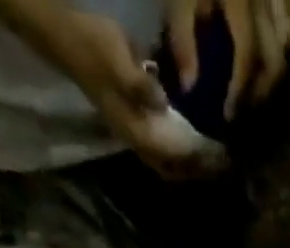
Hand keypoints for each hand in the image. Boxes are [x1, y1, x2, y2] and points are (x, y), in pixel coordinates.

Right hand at [32, 6, 227, 175]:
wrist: (63, 34)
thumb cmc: (92, 43)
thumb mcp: (117, 57)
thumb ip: (139, 84)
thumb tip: (161, 103)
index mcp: (137, 130)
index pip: (176, 157)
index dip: (200, 160)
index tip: (225, 159)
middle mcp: (138, 139)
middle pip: (174, 168)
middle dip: (199, 170)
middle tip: (225, 164)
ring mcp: (134, 131)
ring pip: (168, 161)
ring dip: (190, 164)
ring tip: (214, 159)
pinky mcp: (133, 119)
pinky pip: (163, 146)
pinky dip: (180, 150)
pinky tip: (194, 140)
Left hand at [167, 0, 289, 120]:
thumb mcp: (180, 0)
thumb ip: (182, 39)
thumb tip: (189, 87)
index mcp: (241, 3)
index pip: (249, 56)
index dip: (240, 91)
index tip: (228, 116)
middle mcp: (264, 3)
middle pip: (274, 61)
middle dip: (260, 95)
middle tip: (243, 114)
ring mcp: (273, 0)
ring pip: (284, 50)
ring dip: (270, 81)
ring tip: (252, 98)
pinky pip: (284, 31)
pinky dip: (276, 56)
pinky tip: (261, 70)